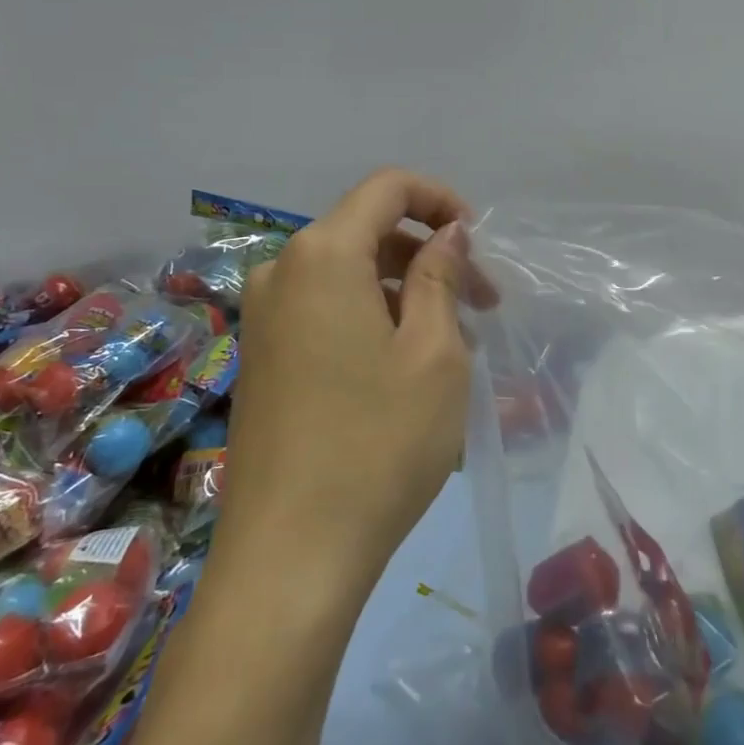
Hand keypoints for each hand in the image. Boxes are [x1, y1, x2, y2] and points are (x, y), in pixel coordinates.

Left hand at [215, 168, 494, 591]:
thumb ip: (441, 275)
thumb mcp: (434, 352)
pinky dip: (373, 317)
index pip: (387, 188)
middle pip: (368, 231)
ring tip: (451, 344)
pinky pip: (326, 309)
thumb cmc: (379, 443)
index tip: (479, 243)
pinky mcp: (261, 357)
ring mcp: (264, 317)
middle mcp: (282, 272)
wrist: (291, 556)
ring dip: (406, 291)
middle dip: (430, 255)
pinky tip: (405, 368)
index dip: (441, 199)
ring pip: (350, 274)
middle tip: (482, 306)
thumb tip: (447, 233)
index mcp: (322, 255)